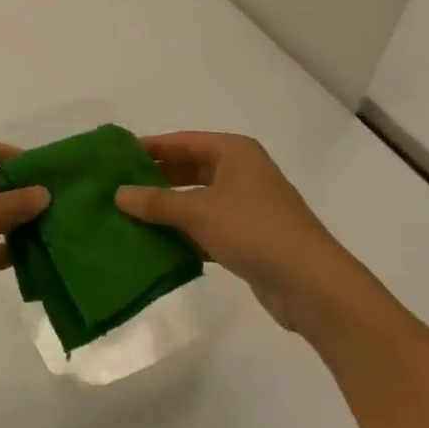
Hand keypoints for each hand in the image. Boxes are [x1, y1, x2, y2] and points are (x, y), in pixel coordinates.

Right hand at [115, 132, 354, 334]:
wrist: (313, 286)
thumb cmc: (255, 231)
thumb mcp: (200, 212)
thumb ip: (157, 202)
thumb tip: (118, 195)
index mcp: (233, 152)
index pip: (182, 142)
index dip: (150, 148)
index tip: (116, 156)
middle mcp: (240, 172)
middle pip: (189, 169)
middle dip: (156, 179)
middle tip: (117, 188)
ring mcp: (246, 205)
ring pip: (197, 200)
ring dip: (168, 209)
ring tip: (128, 216)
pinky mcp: (248, 237)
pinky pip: (207, 227)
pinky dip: (184, 233)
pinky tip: (156, 245)